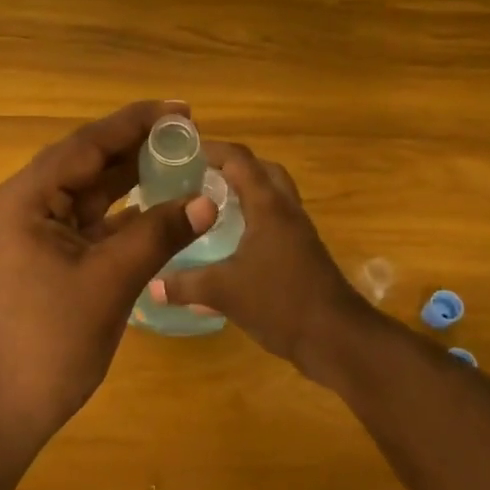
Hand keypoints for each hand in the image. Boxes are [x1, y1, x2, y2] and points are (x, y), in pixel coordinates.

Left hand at [0, 100, 217, 442]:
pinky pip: (88, 223)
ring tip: (179, 160)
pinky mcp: (46, 257)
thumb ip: (158, 235)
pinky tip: (158, 206)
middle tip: (187, 131)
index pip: (86, 145)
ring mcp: (33, 233)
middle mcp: (24, 205)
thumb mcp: (109, 282)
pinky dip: (122, 215)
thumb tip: (207, 200)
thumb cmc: (50, 340)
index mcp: (25, 199)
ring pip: (88, 193)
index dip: (134, 123)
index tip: (180, 108)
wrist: (3, 407)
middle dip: (135, 147)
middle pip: (86, 164)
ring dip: (131, 179)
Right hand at [150, 141, 374, 384]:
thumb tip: (151, 285)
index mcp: (268, 207)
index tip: (182, 152)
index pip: (240, 160)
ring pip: (271, 197)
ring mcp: (298, 233)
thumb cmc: (281, 302)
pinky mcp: (302, 255)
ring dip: (244, 193)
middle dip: (231, 167)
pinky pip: (274, 223)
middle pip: (262, 171)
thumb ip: (185, 285)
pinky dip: (252, 221)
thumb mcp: (224, 292)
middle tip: (198, 176)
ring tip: (209, 205)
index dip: (212, 150)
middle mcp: (286, 211)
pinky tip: (229, 244)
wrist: (338, 339)